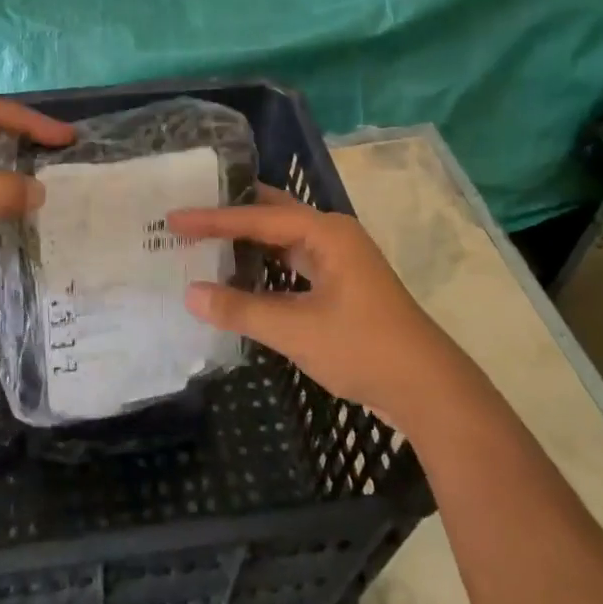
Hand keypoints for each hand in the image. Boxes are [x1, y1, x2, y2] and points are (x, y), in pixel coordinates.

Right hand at [168, 186, 450, 423]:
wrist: (429, 390)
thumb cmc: (363, 348)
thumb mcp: (296, 329)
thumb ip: (241, 309)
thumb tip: (190, 293)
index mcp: (326, 233)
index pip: (257, 218)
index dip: (212, 219)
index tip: (174, 219)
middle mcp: (333, 236)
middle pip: (272, 215)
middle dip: (232, 215)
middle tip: (190, 213)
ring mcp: (340, 260)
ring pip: (283, 240)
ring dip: (248, 242)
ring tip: (206, 240)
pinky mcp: (342, 285)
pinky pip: (293, 263)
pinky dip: (265, 265)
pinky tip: (241, 276)